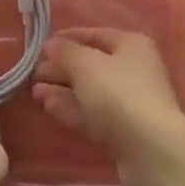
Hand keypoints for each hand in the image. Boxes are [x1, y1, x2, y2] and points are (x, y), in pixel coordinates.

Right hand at [32, 29, 184, 185]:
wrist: (151, 151)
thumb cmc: (119, 94)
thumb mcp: (87, 65)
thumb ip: (66, 52)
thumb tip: (51, 45)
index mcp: (131, 45)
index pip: (96, 34)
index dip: (68, 38)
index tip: (42, 45)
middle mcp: (133, 70)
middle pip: (91, 64)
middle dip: (62, 67)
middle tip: (33, 72)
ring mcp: (128, 103)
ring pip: (89, 91)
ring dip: (62, 90)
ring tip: (33, 90)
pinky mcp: (122, 132)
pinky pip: (91, 114)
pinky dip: (70, 108)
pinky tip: (46, 106)